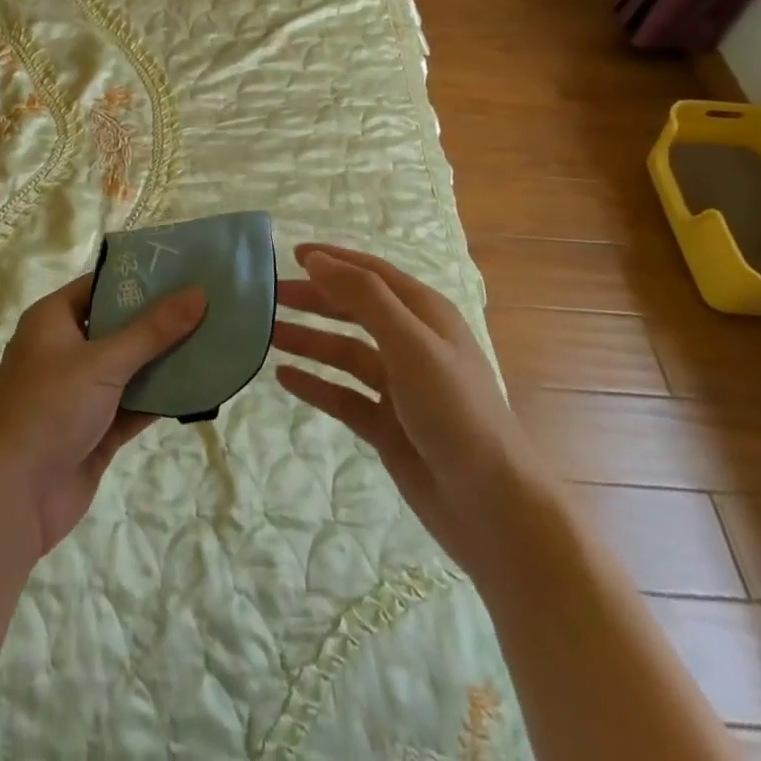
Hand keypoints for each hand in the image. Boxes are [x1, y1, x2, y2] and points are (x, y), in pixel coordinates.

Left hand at [0, 274, 205, 556]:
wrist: (13, 498)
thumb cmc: (50, 409)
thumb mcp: (104, 362)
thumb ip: (153, 330)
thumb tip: (198, 293)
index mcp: (53, 320)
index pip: (101, 285)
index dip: (139, 277)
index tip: (183, 270)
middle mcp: (65, 350)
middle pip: (119, 325)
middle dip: (160, 319)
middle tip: (208, 303)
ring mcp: (80, 392)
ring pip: (130, 367)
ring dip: (165, 359)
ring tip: (214, 340)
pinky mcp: (95, 429)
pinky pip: (134, 404)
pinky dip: (161, 398)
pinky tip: (199, 387)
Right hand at [271, 244, 540, 571]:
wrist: (492, 508)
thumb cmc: (454, 411)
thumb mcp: (409, 343)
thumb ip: (363, 297)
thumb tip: (316, 259)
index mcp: (425, 315)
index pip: (372, 274)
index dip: (334, 260)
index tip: (291, 253)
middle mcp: (411, 343)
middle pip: (354, 310)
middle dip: (313, 299)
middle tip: (268, 297)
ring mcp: (398, 386)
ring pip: (344, 352)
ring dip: (308, 340)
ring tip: (267, 335)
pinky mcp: (387, 425)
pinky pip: (342, 395)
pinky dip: (315, 384)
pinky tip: (284, 378)